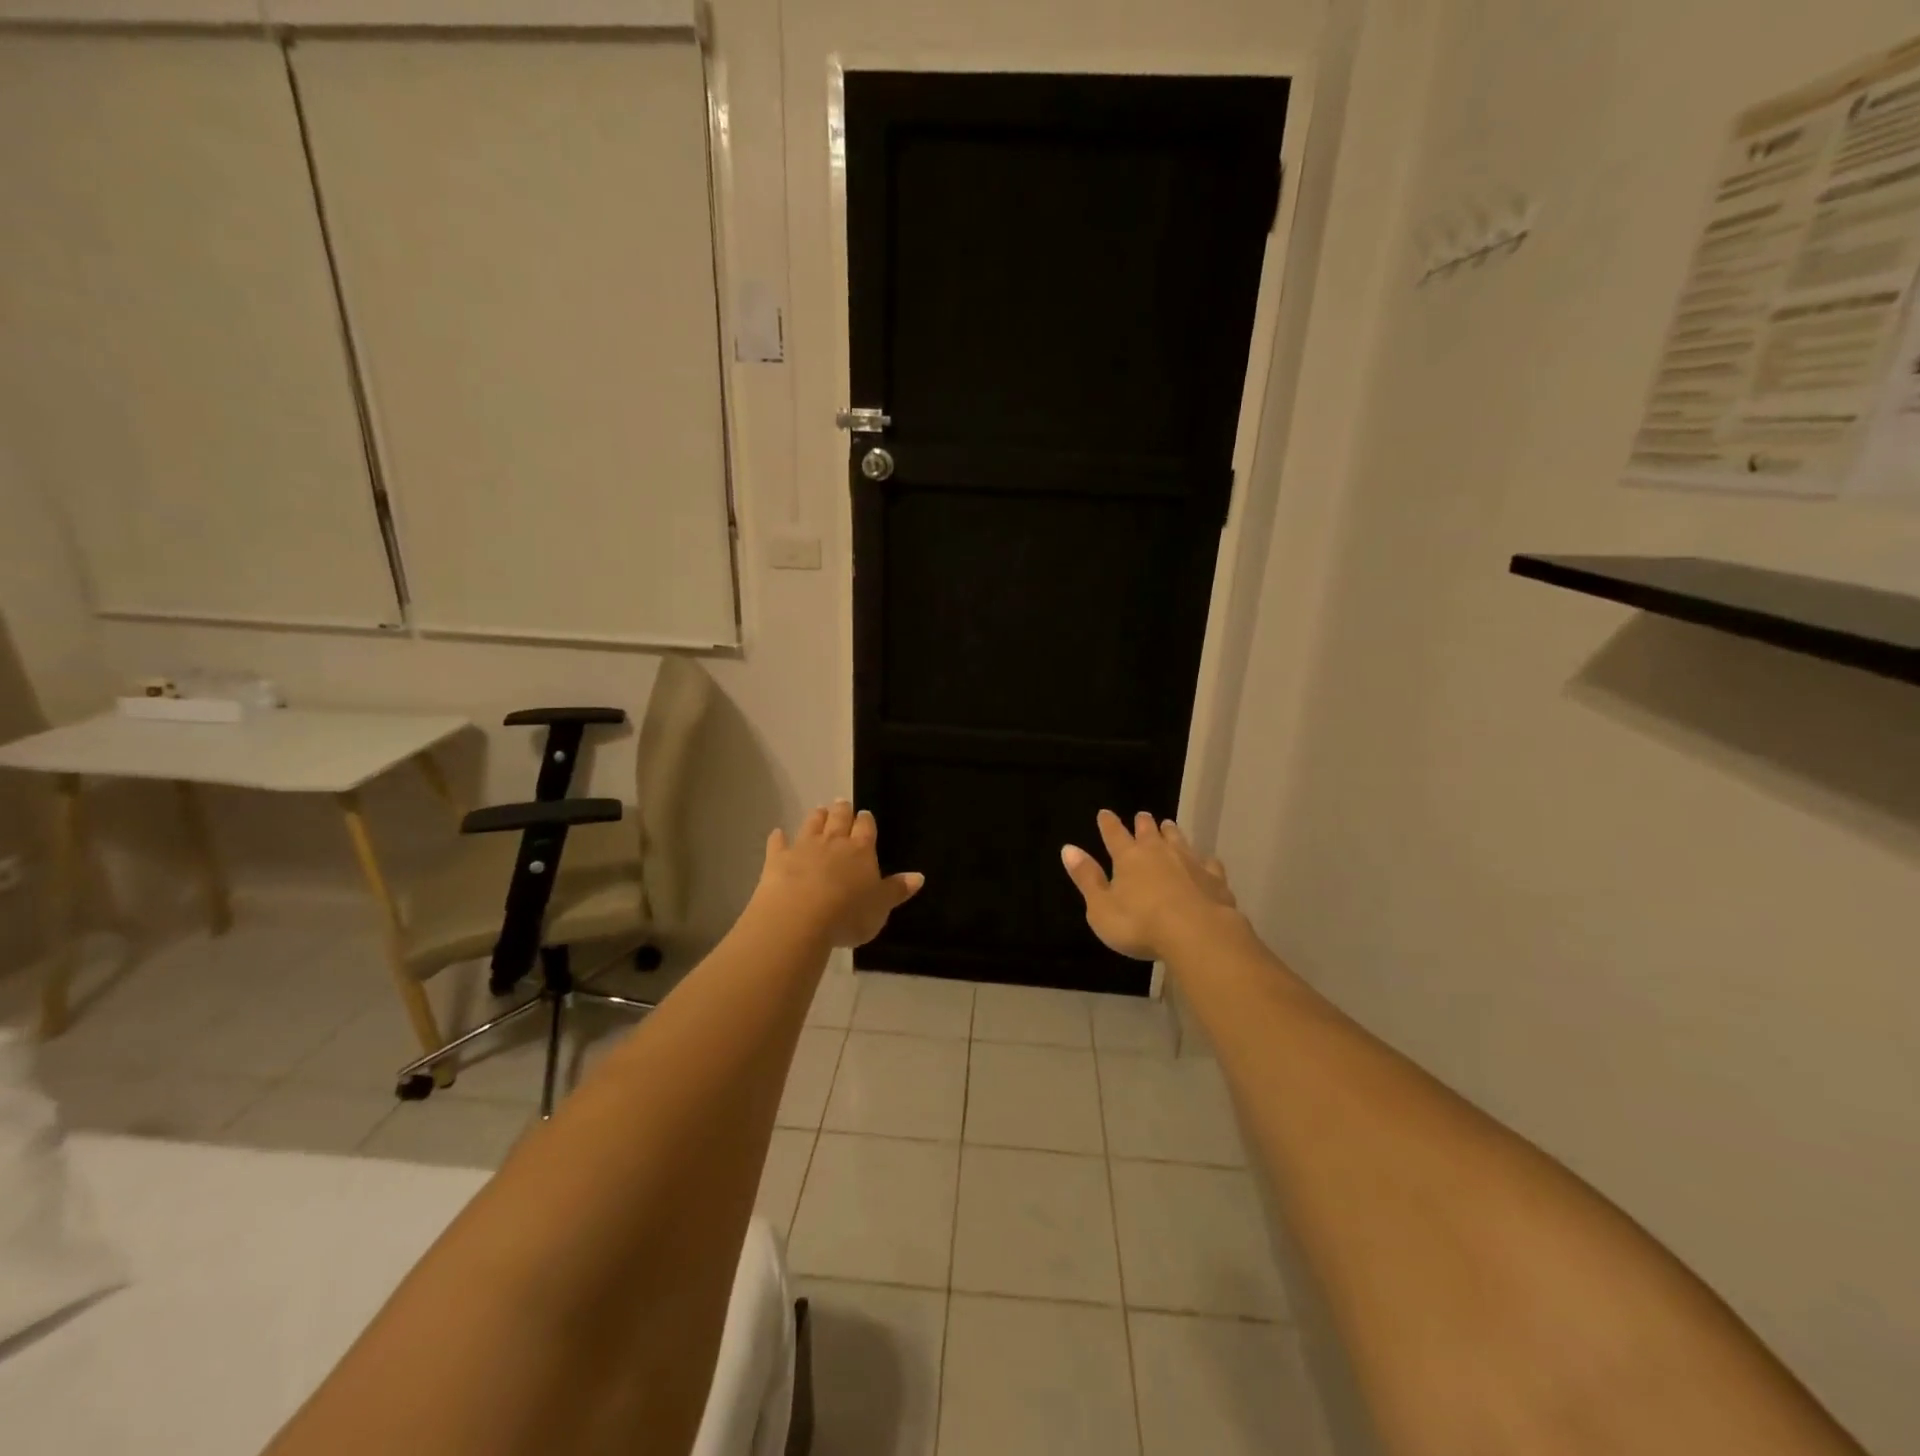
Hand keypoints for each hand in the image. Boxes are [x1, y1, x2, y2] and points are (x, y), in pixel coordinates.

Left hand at [754, 799, 924, 948]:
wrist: (800, 916)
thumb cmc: (848, 914)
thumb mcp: (881, 907)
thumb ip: (897, 890)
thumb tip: (919, 876)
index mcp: (861, 851)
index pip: (866, 828)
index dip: (866, 821)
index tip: (865, 814)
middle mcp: (834, 842)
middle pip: (839, 819)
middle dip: (842, 810)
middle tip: (842, 803)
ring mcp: (804, 847)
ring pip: (812, 824)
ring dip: (817, 816)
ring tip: (820, 810)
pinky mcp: (778, 859)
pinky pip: (778, 843)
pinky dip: (778, 838)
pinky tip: (777, 833)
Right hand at [1061, 811, 1238, 961]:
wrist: (1197, 933)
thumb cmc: (1140, 924)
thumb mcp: (1101, 907)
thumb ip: (1086, 878)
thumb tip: (1068, 848)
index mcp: (1128, 857)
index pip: (1114, 834)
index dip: (1108, 824)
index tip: (1104, 813)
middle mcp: (1159, 852)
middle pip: (1149, 832)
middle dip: (1143, 823)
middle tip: (1142, 815)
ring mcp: (1189, 862)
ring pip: (1178, 840)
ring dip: (1171, 832)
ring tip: (1169, 825)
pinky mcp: (1214, 878)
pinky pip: (1208, 863)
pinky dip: (1203, 860)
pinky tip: (1205, 862)